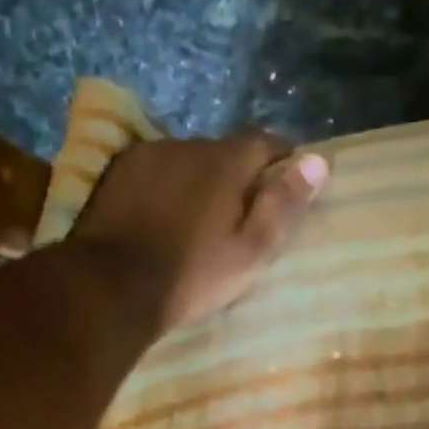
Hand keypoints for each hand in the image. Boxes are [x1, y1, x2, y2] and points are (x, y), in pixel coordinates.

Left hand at [67, 131, 328, 332]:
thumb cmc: (192, 275)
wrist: (110, 286)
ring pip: (187, 159)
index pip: (267, 141)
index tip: (286, 183)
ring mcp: (148, 154)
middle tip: (239, 212)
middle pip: (225, 150)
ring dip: (199, 178)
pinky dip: (166, 184)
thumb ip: (284, 203)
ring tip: (196, 217)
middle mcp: (187, 144)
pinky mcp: (117, 170)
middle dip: (237, 173)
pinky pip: (155, 168)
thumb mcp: (251, 250)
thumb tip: (318, 161)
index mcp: (226, 161)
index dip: (282, 159)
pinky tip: (161, 214)